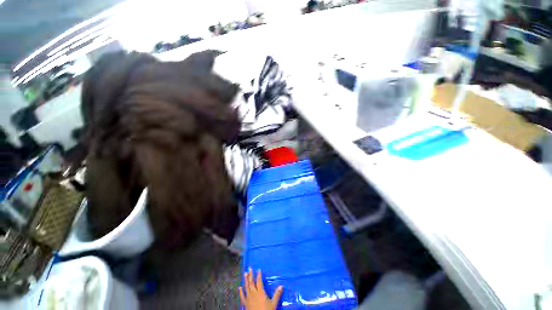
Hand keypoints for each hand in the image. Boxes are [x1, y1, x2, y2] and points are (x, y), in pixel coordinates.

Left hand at [239, 268, 282, 309]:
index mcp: (260, 292)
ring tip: (245, 273)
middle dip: (250, 275)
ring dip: (245, 280)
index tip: (258, 269)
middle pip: (252, 282)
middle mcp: (254, 293)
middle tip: (250, 268)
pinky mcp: (245, 303)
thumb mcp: (273, 303)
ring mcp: (248, 298)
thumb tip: (281, 286)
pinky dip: (240, 291)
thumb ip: (277, 294)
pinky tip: (239, 287)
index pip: (259, 281)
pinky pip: (242, 296)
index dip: (259, 275)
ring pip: (246, 287)